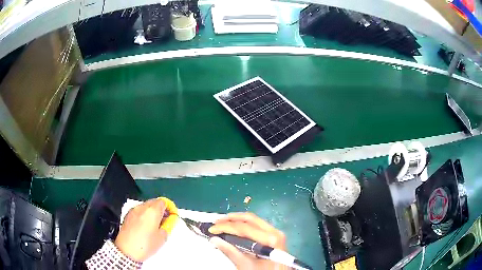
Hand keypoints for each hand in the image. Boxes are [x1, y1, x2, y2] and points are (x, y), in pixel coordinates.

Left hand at [114, 197, 177, 261]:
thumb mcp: (162, 238)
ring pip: (145, 206)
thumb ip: (167, 226)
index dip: (169, 208)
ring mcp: (133, 210)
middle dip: (160, 209)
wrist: (126, 250)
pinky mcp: (127, 215)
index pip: (163, 202)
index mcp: (152, 211)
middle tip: (164, 221)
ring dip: (152, 212)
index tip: (171, 216)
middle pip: (154, 202)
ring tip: (154, 225)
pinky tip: (144, 226)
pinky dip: (144, 215)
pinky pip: (138, 211)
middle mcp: (142, 207)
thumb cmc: (146, 244)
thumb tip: (167, 221)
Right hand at [208, 212, 288, 269]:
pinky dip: (245, 225)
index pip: (244, 228)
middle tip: (216, 222)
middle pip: (250, 219)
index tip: (211, 229)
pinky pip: (258, 226)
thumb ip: (230, 251)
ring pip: (254, 220)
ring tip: (223, 223)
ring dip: (237, 220)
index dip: (225, 227)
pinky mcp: (274, 236)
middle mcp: (275, 232)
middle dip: (231, 219)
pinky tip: (235, 228)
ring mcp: (276, 233)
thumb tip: (215, 239)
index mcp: (270, 239)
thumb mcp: (246, 265)